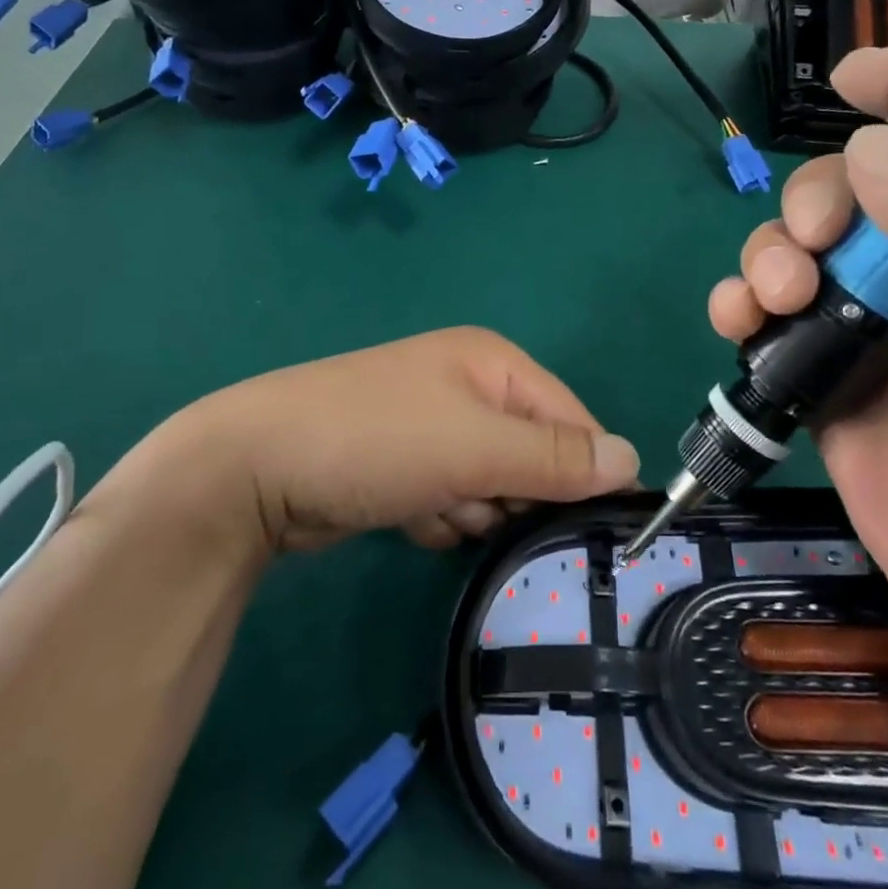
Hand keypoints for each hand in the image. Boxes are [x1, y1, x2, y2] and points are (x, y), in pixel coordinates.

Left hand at [105, 328, 639, 553]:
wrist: (254, 469)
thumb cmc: (376, 440)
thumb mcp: (475, 446)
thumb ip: (555, 457)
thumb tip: (633, 459)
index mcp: (491, 362)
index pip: (570, 417)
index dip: (584, 469)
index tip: (593, 526)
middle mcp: (464, 386)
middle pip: (530, 452)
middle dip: (517, 492)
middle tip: (490, 511)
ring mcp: (427, 425)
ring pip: (490, 482)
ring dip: (474, 508)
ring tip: (441, 512)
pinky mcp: (399, 465)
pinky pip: (448, 498)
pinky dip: (440, 517)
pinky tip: (412, 520)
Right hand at [707, 48, 887, 720]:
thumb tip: (871, 148)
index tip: (853, 77)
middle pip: (851, 187)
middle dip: (814, 200)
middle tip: (812, 245)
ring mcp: (868, 316)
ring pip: (795, 243)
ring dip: (767, 254)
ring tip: (772, 300)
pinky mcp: (818, 364)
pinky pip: (761, 309)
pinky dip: (736, 303)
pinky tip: (736, 322)